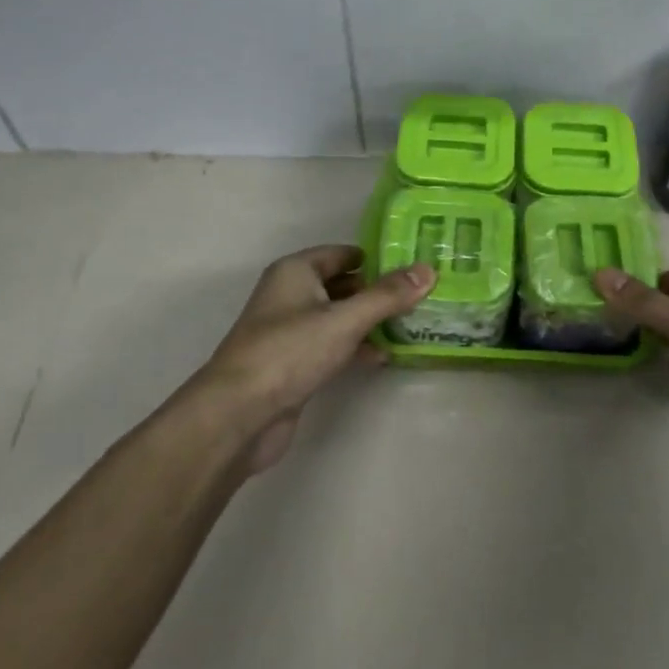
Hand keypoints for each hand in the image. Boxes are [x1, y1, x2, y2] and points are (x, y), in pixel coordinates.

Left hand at [188, 245, 433, 473]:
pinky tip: (384, 356)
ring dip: (370, 321)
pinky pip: (333, 345)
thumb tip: (428, 270)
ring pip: (339, 317)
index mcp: (295, 272)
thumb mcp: (345, 320)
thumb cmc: (290, 352)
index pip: (343, 253)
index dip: (377, 257)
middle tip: (422, 295)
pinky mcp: (294, 364)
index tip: (414, 265)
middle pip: (342, 285)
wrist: (239, 414)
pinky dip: (356, 347)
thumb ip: (387, 296)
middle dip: (378, 290)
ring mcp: (290, 331)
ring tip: (413, 324)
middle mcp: (290, 295)